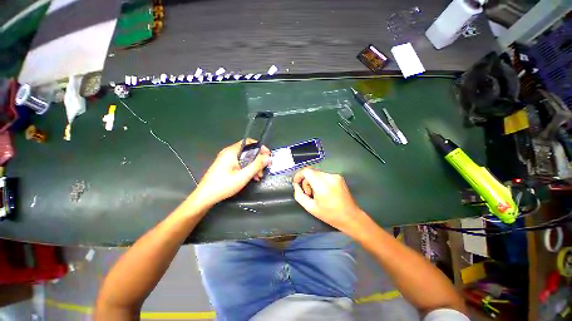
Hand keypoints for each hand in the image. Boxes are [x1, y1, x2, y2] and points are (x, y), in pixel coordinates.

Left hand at [193, 139, 270, 206]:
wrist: (205, 196)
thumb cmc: (223, 185)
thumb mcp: (243, 176)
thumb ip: (257, 165)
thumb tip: (268, 158)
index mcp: (231, 152)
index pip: (249, 143)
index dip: (261, 148)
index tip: (268, 156)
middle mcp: (229, 152)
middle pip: (248, 151)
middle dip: (258, 159)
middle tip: (264, 169)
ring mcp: (227, 159)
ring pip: (245, 158)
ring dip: (254, 165)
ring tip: (258, 176)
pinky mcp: (226, 165)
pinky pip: (241, 163)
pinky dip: (248, 168)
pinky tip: (252, 177)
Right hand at [292, 168, 368, 234]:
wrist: (351, 217)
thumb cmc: (330, 215)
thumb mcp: (310, 208)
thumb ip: (299, 195)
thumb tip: (296, 185)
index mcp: (322, 185)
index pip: (306, 171)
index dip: (299, 175)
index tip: (296, 183)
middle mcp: (329, 177)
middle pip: (311, 172)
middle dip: (306, 181)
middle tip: (308, 194)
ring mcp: (335, 176)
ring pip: (317, 173)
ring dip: (313, 181)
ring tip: (316, 194)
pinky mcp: (339, 177)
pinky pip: (324, 175)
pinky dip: (320, 181)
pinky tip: (324, 191)